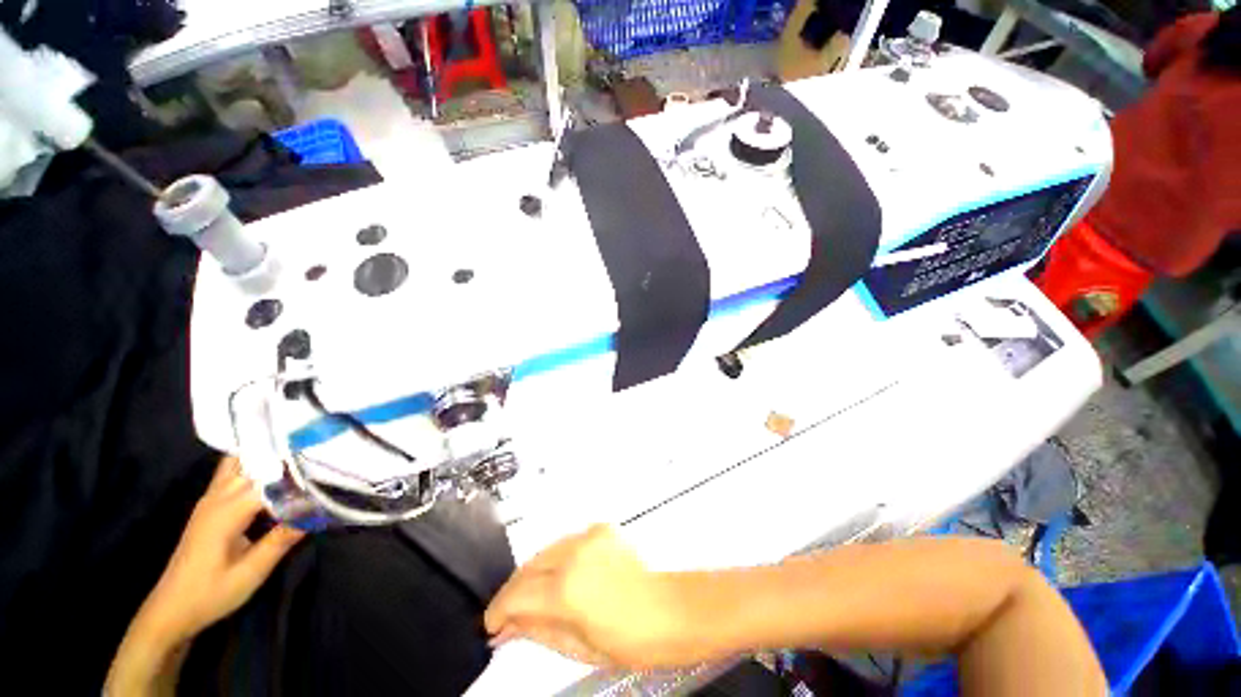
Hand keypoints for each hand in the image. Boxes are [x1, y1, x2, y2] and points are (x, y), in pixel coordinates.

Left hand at [139, 456, 304, 642]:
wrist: (172, 609)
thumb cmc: (212, 593)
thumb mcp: (251, 573)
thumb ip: (281, 540)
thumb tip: (314, 512)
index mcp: (226, 512)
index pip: (268, 480)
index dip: (296, 475)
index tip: (325, 470)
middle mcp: (216, 498)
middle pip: (249, 461)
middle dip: (280, 454)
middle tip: (315, 450)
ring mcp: (209, 500)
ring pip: (236, 462)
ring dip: (264, 456)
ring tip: (296, 453)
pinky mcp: (209, 506)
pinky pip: (231, 474)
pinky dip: (252, 465)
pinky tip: (272, 471)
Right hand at [484, 525, 690, 669]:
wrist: (664, 609)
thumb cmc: (626, 639)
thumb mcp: (575, 646)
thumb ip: (535, 630)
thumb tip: (506, 627)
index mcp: (566, 590)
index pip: (517, 594)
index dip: (498, 610)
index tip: (493, 623)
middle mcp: (574, 555)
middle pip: (528, 566)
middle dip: (514, 589)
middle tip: (509, 613)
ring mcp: (588, 536)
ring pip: (545, 550)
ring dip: (535, 572)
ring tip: (535, 595)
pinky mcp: (600, 528)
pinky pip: (567, 541)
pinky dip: (559, 558)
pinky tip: (564, 575)